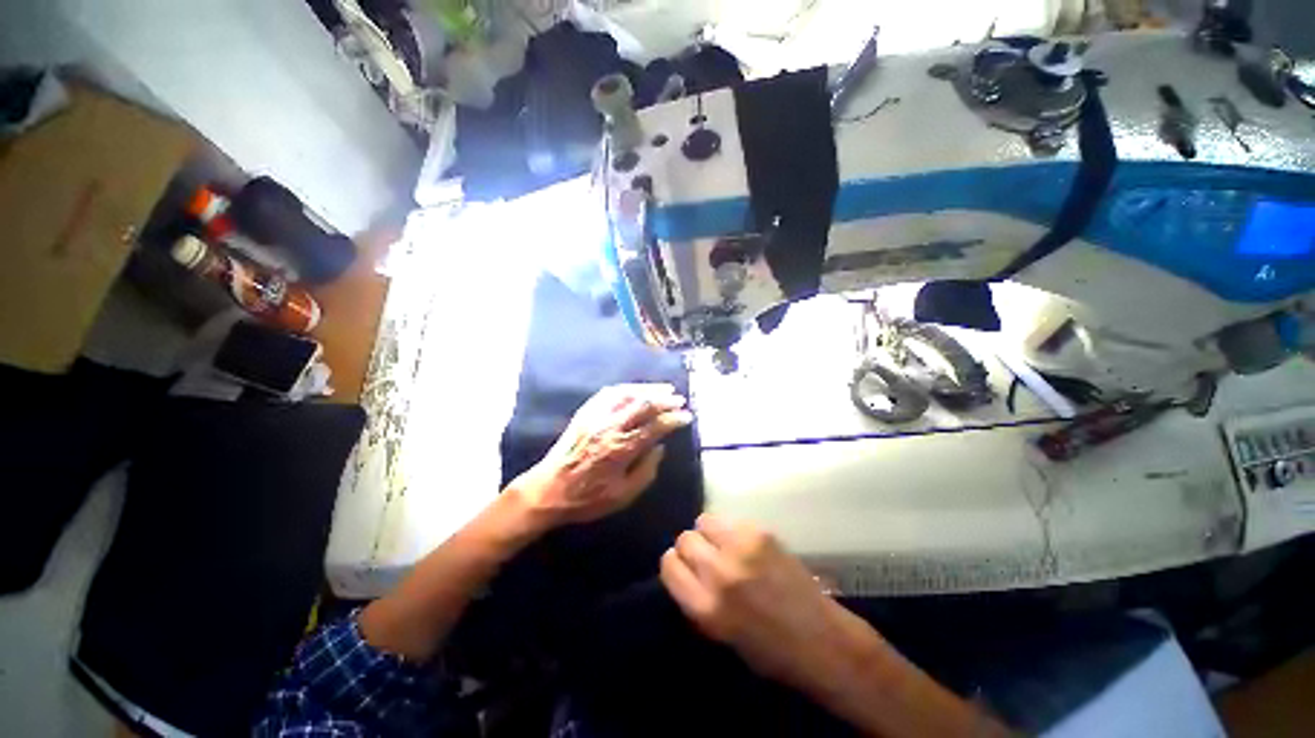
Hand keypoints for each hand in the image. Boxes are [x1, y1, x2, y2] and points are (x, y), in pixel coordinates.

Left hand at [510, 384, 692, 526]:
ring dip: (648, 389)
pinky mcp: (585, 413)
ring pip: (626, 393)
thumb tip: (660, 447)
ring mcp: (595, 416)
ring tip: (663, 388)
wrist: (547, 491)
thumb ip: (646, 471)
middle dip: (665, 399)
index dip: (674, 419)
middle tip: (679, 399)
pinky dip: (625, 388)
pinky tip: (634, 389)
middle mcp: (610, 427)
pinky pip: (607, 393)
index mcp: (621, 449)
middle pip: (643, 404)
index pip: (655, 427)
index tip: (687, 417)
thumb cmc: (587, 498)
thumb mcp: (623, 496)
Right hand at [660, 514, 844, 687]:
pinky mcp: (761, 533)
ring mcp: (742, 548)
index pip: (669, 566)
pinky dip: (731, 530)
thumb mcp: (720, 636)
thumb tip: (684, 571)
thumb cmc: (771, 652)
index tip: (683, 568)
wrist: (823, 640)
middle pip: (684, 539)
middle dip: (691, 548)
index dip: (674, 565)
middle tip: (706, 558)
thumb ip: (697, 600)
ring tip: (724, 546)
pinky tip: (745, 545)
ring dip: (709, 533)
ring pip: (704, 521)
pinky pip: (731, 520)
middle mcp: (719, 573)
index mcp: (706, 607)